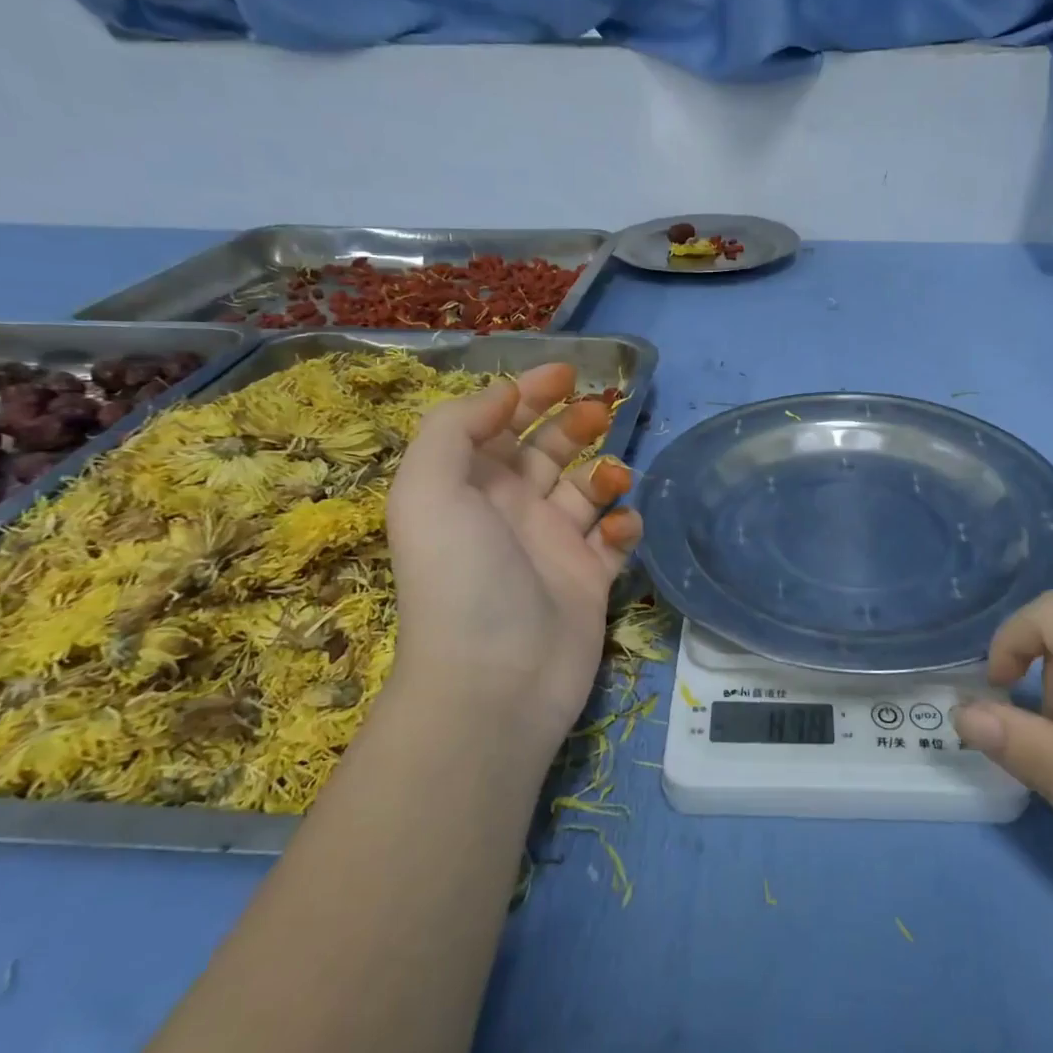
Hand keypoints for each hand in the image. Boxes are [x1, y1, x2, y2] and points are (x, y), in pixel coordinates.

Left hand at [385, 363, 641, 746]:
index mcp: (469, 487)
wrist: (496, 681)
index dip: (528, 392)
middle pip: (548, 449)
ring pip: (587, 489)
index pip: (499, 424)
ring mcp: (553, 546)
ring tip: (610, 480)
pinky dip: (623, 525)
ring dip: (604, 473)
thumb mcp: (429, 489)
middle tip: (601, 411)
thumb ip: (457, 426)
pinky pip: (614, 538)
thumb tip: (504, 394)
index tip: (568, 372)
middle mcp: (511, 510)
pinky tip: (619, 529)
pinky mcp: (589, 579)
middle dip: (574, 423)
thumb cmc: (461, 576)